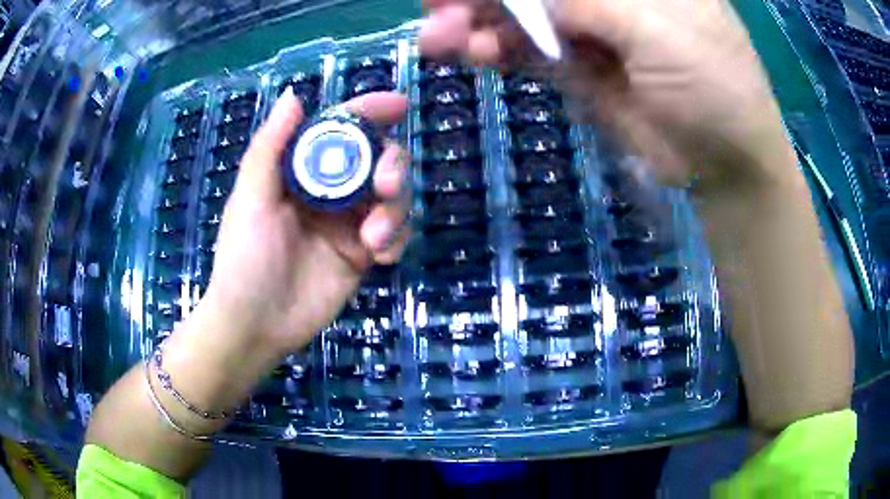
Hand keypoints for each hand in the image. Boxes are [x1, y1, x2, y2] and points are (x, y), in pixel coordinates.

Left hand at [196, 89, 410, 359]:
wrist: (255, 324)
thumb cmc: (243, 258)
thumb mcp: (250, 199)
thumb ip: (270, 148)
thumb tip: (294, 96)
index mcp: (301, 171)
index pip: (340, 130)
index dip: (369, 112)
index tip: (399, 105)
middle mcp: (330, 191)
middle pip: (378, 159)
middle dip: (392, 165)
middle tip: (387, 185)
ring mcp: (349, 223)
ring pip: (394, 197)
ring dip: (395, 209)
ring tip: (374, 237)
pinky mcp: (363, 255)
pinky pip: (396, 235)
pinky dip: (397, 239)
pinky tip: (380, 256)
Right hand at [420, 0, 790, 189]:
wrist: (721, 165)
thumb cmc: (713, 85)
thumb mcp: (653, 25)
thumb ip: (581, 0)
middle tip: (433, 1)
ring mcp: (588, 27)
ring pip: (520, 14)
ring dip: (476, 21)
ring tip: (439, 35)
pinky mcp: (576, 67)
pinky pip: (524, 49)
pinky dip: (493, 49)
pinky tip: (470, 53)